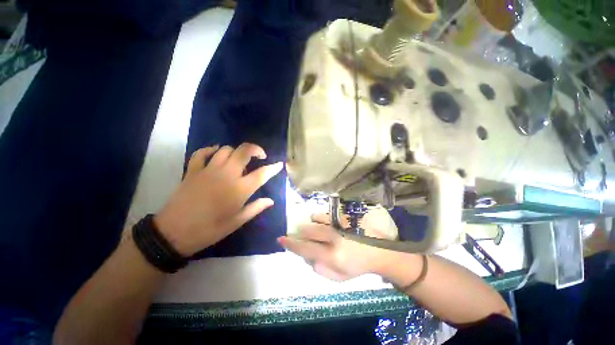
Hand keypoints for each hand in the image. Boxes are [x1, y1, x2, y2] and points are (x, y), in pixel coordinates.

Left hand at [155, 143, 282, 255]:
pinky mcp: (193, 170)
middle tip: (261, 156)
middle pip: (244, 152)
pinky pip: (201, 153)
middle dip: (256, 149)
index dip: (273, 168)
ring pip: (226, 149)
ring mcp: (208, 170)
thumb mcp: (237, 222)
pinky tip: (215, 153)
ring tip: (240, 160)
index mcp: (239, 189)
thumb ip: (256, 208)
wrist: (173, 233)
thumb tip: (271, 200)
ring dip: (236, 151)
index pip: (262, 173)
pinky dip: (210, 150)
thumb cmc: (210, 229)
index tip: (279, 165)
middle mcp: (227, 174)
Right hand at [278, 213, 390, 280]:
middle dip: (301, 231)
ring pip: (316, 218)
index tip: (281, 238)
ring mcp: (339, 223)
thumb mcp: (339, 277)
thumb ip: (320, 269)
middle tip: (302, 233)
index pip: (304, 248)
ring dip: (313, 222)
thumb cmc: (357, 266)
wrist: (379, 251)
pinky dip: (322, 217)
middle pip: (308, 229)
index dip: (291, 243)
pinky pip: (327, 213)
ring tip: (317, 226)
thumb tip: (307, 257)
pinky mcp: (345, 215)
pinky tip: (328, 221)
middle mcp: (333, 236)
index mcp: (331, 255)